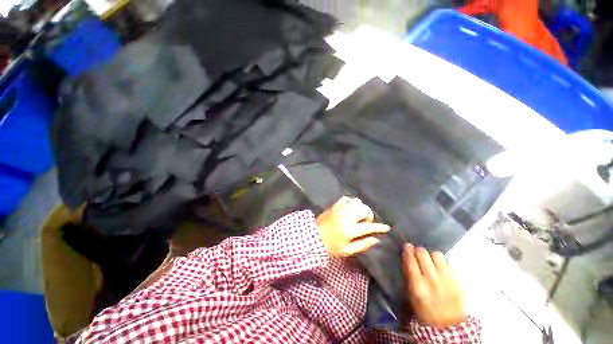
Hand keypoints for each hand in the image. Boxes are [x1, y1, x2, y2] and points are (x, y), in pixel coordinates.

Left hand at [316, 197, 389, 256]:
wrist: (313, 236)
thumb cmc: (330, 246)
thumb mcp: (347, 251)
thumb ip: (363, 244)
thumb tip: (376, 239)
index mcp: (350, 230)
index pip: (369, 227)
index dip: (379, 227)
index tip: (387, 227)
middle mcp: (346, 217)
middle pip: (365, 210)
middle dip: (369, 216)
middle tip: (365, 223)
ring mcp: (340, 209)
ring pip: (357, 202)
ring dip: (360, 208)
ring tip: (357, 215)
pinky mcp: (334, 205)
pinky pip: (346, 198)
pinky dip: (351, 202)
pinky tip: (349, 209)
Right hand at [403, 243, 466, 327]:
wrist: (449, 326)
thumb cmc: (425, 311)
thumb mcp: (412, 295)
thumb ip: (409, 275)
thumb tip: (407, 257)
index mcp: (418, 285)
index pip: (411, 260)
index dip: (408, 250)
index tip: (407, 246)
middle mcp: (432, 280)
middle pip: (423, 253)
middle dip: (419, 250)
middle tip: (418, 253)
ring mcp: (447, 279)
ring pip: (438, 254)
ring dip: (432, 255)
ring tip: (431, 261)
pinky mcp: (459, 281)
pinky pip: (449, 263)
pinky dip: (443, 263)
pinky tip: (441, 268)